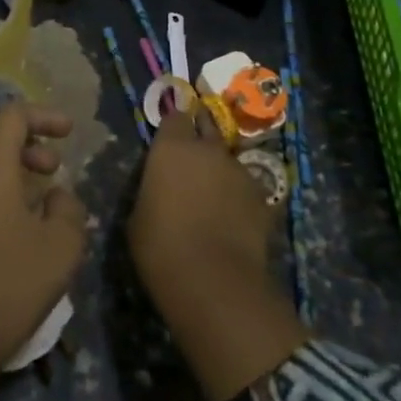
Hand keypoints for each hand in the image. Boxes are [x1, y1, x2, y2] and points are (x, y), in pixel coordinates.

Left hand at [0, 104, 87, 371]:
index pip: (13, 115)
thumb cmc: (8, 285)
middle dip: (24, 141)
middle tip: (50, 168)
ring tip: (33, 200)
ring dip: (4, 167)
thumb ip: (68, 209)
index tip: (68, 132)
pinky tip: (4, 228)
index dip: (43, 116)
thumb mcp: (61, 248)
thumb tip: (56, 196)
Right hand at [128, 105, 308, 400]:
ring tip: (213, 195)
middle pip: (206, 128)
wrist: (214, 283)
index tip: (168, 140)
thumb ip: (151, 189)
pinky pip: (246, 188)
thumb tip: (160, 188)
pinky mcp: (262, 198)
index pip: (174, 117)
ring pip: (228, 160)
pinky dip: (239, 197)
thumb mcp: (138, 215)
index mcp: (172, 147)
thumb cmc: (161, 247)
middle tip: (192, 157)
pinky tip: (233, 218)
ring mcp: (239, 171)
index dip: (173, 127)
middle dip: (200, 137)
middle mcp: (208, 149)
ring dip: (220, 170)